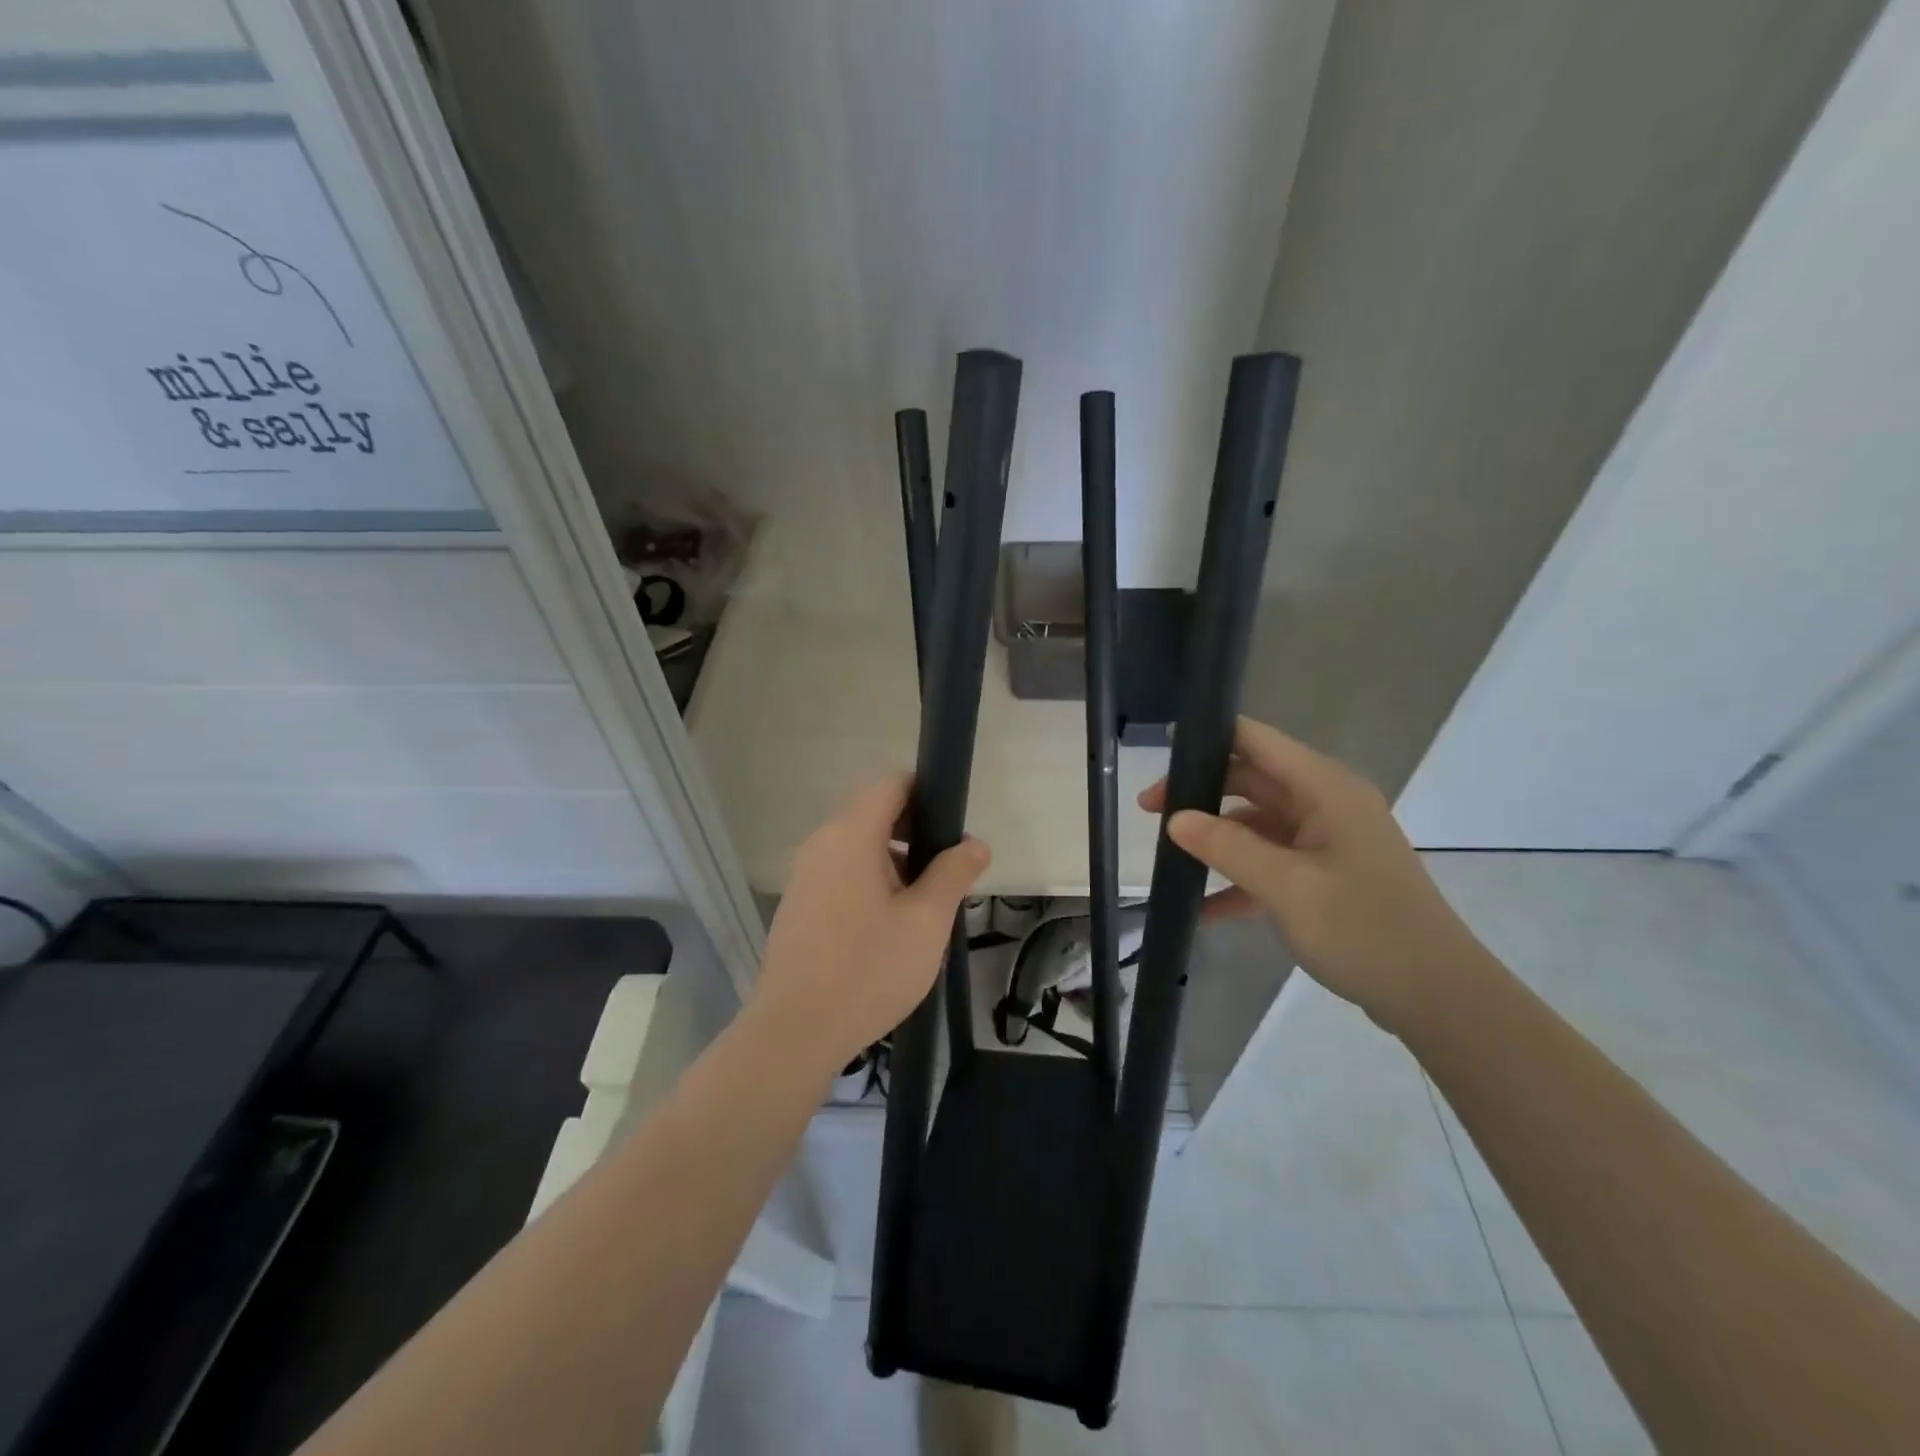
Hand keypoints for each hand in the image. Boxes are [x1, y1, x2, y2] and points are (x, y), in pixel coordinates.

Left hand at [750, 774, 990, 1074]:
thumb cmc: (868, 969)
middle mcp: (821, 844)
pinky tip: (887, 930)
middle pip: (874, 814)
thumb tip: (975, 843)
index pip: (891, 783)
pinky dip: (869, 884)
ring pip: (858, 848)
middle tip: (947, 875)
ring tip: (922, 909)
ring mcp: (804, 876)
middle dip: (915, 834)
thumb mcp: (927, 921)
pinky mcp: (798, 906)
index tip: (953, 827)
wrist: (795, 1032)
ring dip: (894, 863)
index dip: (927, 793)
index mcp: (851, 835)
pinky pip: (841, 875)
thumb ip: (953, 873)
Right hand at [1139, 717, 1484, 1034]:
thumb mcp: (1287, 888)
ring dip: (1216, 840)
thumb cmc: (1365, 930)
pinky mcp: (1326, 875)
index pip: (1256, 741)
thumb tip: (1174, 819)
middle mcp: (1326, 804)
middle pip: (1251, 780)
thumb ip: (1227, 847)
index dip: (1208, 739)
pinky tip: (1205, 910)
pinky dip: (1240, 879)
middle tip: (1149, 813)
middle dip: (1200, 794)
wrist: (1438, 998)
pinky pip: (1272, 862)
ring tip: (1168, 860)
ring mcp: (1327, 841)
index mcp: (1325, 789)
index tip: (1161, 756)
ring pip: (1257, 823)